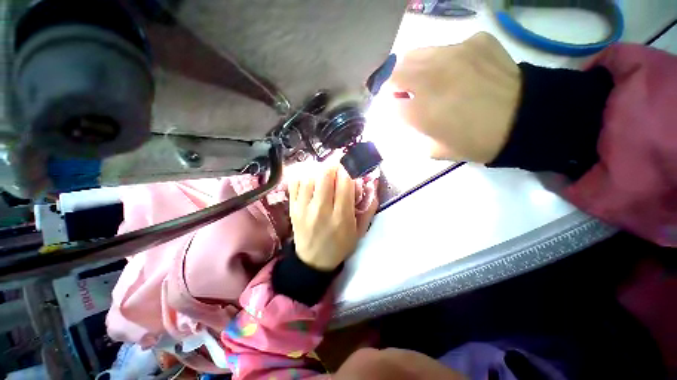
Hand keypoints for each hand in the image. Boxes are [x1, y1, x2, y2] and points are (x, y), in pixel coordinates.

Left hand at [288, 163, 377, 270]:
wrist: (313, 261)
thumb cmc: (340, 246)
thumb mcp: (359, 231)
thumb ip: (368, 207)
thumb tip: (373, 184)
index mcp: (341, 216)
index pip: (345, 182)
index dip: (348, 170)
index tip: (349, 168)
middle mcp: (321, 210)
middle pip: (325, 174)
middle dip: (333, 165)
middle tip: (337, 167)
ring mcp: (304, 208)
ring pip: (309, 176)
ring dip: (318, 169)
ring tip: (324, 172)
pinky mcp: (293, 208)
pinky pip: (294, 183)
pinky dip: (303, 175)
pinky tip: (310, 178)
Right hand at [389, 32, 520, 162]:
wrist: (526, 120)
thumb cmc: (477, 142)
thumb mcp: (437, 150)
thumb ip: (417, 134)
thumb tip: (410, 118)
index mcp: (420, 112)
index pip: (389, 105)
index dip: (390, 108)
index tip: (397, 111)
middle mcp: (430, 79)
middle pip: (394, 74)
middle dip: (392, 85)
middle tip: (401, 92)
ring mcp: (453, 55)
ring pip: (415, 54)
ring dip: (412, 69)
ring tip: (423, 78)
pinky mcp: (475, 42)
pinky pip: (447, 48)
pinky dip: (443, 59)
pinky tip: (456, 70)